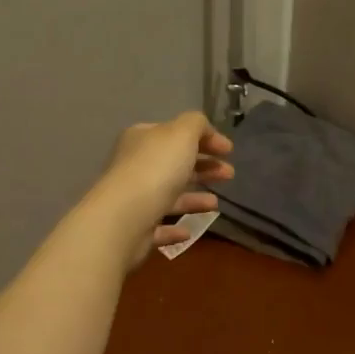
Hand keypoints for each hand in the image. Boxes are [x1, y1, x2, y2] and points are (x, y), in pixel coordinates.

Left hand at [86, 112, 233, 264]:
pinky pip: (159, 226)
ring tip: (216, 203)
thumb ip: (196, 124)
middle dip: (204, 167)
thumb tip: (204, 131)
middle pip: (174, 164)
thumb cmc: (156, 169)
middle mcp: (135, 166)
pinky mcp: (135, 229)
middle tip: (229, 174)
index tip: (229, 151)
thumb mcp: (181, 133)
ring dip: (194, 198)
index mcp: (143, 139)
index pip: (176, 133)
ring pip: (169, 195)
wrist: (125, 217)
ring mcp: (134, 198)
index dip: (205, 138)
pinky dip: (175, 226)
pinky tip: (190, 230)